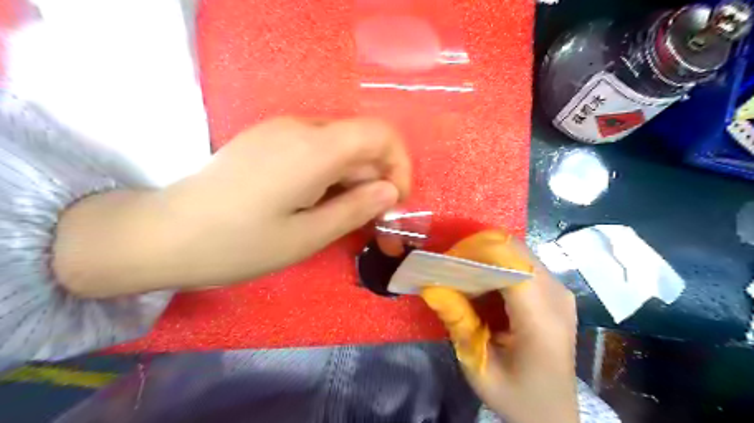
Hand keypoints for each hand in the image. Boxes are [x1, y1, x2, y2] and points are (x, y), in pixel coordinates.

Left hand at [55, 116, 409, 296]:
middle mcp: (300, 127)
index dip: (399, 164)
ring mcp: (280, 130)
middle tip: (373, 224)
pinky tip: (317, 204)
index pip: (381, 134)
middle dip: (377, 180)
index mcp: (314, 148)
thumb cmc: (238, 244)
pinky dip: (332, 175)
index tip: (394, 202)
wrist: (163, 234)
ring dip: (354, 180)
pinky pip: (316, 150)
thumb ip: (356, 209)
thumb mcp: (307, 236)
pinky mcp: (268, 140)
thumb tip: (390, 191)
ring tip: (344, 218)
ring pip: (340, 147)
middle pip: (361, 142)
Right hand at [418, 232, 577, 421]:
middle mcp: (557, 297)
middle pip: (515, 252)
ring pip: (518, 253)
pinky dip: (498, 265)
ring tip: (463, 274)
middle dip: (478, 251)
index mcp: (541, 319)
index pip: (511, 264)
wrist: (553, 413)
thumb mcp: (479, 367)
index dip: (477, 253)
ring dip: (487, 256)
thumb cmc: (517, 396)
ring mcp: (560, 291)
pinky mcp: (556, 291)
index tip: (447, 261)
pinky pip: (523, 264)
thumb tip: (431, 287)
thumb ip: (458, 323)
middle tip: (450, 266)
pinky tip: (482, 283)